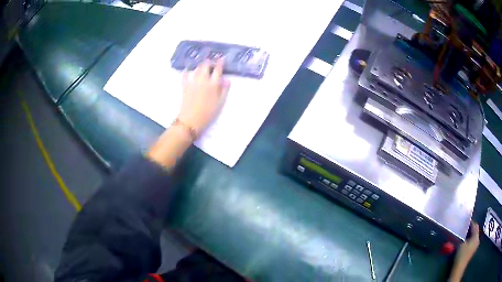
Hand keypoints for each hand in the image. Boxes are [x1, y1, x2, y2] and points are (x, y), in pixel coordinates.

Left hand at [178, 59, 228, 134]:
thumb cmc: (208, 113)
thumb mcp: (220, 103)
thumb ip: (224, 90)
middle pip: (206, 65)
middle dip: (209, 62)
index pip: (218, 69)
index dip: (220, 63)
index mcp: (213, 84)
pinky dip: (187, 70)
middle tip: (211, 63)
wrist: (191, 120)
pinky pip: (185, 75)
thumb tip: (227, 79)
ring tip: (202, 65)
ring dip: (200, 65)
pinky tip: (188, 69)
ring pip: (196, 68)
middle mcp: (203, 80)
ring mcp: (192, 82)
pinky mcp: (184, 85)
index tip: (222, 59)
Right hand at [449, 221, 479, 281]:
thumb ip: (464, 235)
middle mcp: (478, 239)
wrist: (459, 268)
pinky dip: (470, 238)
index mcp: (476, 236)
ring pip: (475, 235)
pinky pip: (473, 240)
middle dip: (471, 228)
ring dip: (471, 233)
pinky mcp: (473, 249)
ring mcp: (476, 245)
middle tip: (466, 226)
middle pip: (476, 230)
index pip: (474, 225)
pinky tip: (466, 240)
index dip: (470, 222)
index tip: (466, 220)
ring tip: (465, 233)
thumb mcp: (461, 244)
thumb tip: (464, 228)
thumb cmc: (461, 255)